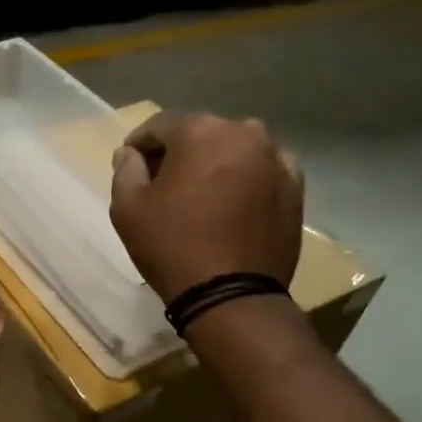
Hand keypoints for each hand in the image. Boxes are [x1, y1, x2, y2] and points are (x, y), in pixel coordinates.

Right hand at [109, 112, 304, 301]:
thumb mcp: (128, 208)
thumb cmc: (171, 246)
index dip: (140, 145)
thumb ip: (126, 170)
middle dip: (179, 153)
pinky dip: (244, 180)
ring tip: (200, 195)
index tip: (131, 166)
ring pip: (234, 150)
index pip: (160, 125)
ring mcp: (276, 159)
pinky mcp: (295, 187)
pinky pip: (261, 171)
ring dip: (214, 164)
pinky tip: (231, 205)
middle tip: (163, 183)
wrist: (232, 295)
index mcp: (200, 131)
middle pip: (201, 133)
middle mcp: (244, 133)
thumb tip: (130, 153)